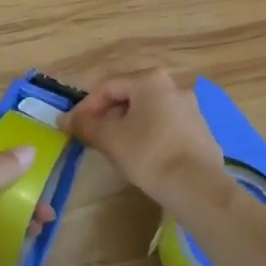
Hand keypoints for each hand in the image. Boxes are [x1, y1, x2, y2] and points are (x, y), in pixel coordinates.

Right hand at [62, 69, 226, 211]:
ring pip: (148, 112)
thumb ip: (85, 125)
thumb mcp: (110, 139)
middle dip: (107, 116)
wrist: (197, 186)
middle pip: (129, 97)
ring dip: (127, 126)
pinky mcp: (200, 130)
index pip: (107, 87)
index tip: (72, 127)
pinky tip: (142, 157)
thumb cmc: (148, 154)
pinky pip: (165, 126)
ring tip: (115, 149)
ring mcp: (190, 108)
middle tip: (93, 138)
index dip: (85, 107)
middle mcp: (173, 86)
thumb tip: (65, 119)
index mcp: (150, 80)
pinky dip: (148, 136)